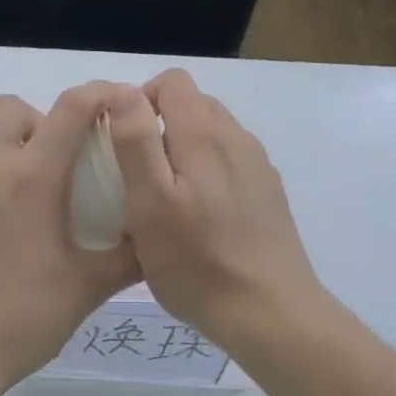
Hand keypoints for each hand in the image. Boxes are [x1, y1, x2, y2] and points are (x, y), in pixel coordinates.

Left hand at [0, 82, 143, 395]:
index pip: (72, 110)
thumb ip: (129, 256)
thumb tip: (157, 235)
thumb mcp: (86, 288)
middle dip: (35, 122)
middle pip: (9, 108)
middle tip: (48, 161)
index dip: (98, 95)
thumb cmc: (20, 320)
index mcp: (33, 177)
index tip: (115, 103)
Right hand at [107, 69, 325, 338]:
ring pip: (212, 135)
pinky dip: (207, 173)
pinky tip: (199, 219)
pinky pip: (230, 163)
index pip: (173, 81)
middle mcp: (238, 138)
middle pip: (194, 105)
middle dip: (160, 126)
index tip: (123, 141)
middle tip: (139, 175)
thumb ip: (136, 141)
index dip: (141, 99)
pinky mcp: (268, 193)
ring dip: (183, 151)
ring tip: (166, 201)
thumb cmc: (198, 262)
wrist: (272, 314)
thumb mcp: (149, 203)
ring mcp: (258, 166)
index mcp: (205, 134)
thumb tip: (125, 91)